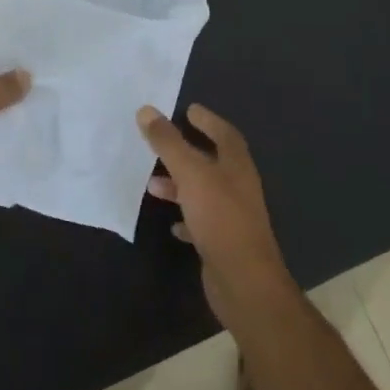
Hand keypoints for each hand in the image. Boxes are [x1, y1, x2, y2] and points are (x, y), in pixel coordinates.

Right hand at [137, 104, 297, 328]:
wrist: (243, 280)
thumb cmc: (220, 217)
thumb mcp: (190, 173)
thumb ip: (169, 143)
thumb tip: (147, 110)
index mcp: (237, 166)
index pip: (224, 134)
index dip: (208, 121)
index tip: (189, 110)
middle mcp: (238, 187)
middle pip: (212, 162)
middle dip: (187, 152)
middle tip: (162, 143)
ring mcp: (232, 216)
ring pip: (203, 192)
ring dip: (180, 186)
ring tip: (152, 185)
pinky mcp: (223, 242)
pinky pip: (201, 222)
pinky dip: (185, 218)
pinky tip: (172, 224)